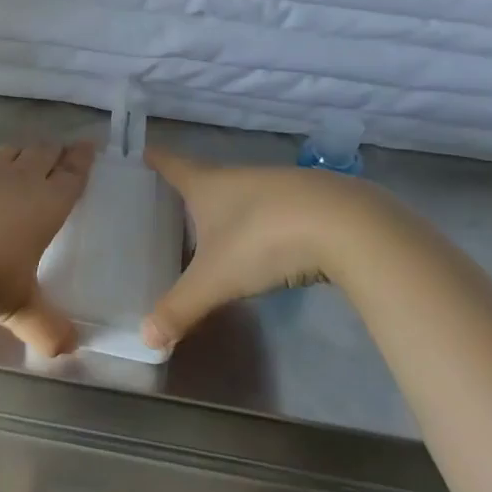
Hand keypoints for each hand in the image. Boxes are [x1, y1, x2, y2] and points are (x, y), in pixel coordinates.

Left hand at [0, 142, 94, 355]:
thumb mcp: (17, 304)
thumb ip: (45, 328)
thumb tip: (69, 350)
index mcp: (44, 203)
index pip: (70, 175)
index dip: (81, 160)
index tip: (88, 145)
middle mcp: (15, 179)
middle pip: (40, 155)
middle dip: (54, 152)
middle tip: (62, 148)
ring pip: (7, 153)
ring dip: (19, 153)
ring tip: (22, 156)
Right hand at [142, 148, 383, 350]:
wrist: (348, 226)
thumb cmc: (264, 240)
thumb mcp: (216, 279)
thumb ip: (181, 308)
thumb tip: (146, 339)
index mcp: (209, 185)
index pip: (173, 165)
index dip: (156, 159)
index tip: (144, 151)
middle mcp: (241, 177)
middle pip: (208, 177)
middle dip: (191, 189)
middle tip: (171, 202)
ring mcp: (280, 185)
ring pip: (245, 193)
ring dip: (230, 206)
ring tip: (217, 227)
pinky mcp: (314, 200)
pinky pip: (278, 208)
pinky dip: (266, 221)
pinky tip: (270, 242)